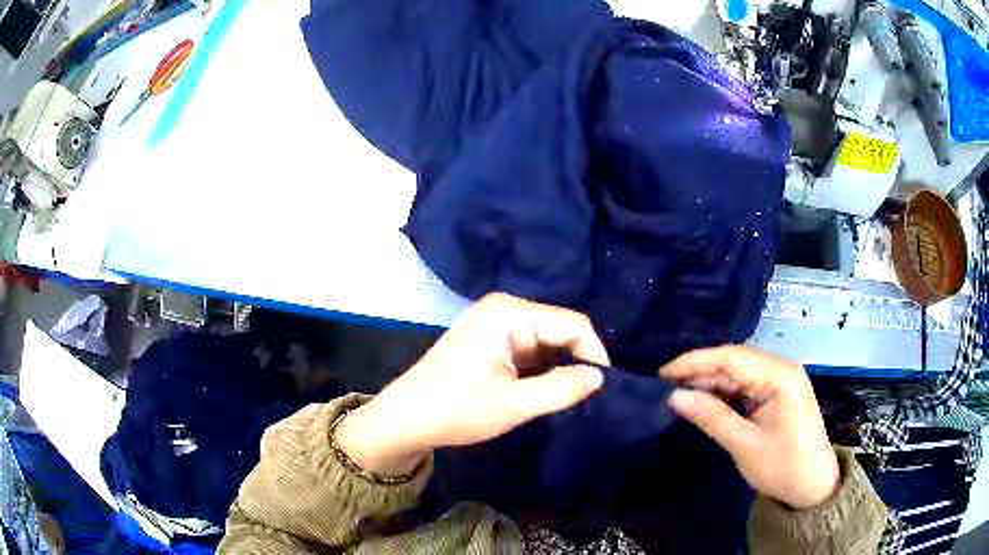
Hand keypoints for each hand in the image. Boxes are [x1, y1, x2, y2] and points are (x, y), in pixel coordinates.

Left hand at [335, 293, 608, 476]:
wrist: (406, 418)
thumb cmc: (456, 410)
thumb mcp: (514, 404)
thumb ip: (561, 388)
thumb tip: (598, 376)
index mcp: (509, 313)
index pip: (572, 323)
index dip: (594, 353)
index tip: (603, 387)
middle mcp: (504, 309)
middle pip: (559, 329)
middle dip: (575, 361)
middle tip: (586, 396)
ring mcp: (495, 323)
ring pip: (545, 341)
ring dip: (557, 368)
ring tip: (565, 397)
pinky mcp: (490, 340)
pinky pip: (529, 349)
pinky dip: (540, 370)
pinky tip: (542, 392)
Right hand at [660, 346, 839, 508]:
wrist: (813, 487)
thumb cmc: (783, 467)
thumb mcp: (745, 445)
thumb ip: (711, 417)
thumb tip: (674, 396)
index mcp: (780, 375)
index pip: (732, 357)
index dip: (695, 362)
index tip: (662, 374)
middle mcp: (782, 369)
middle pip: (735, 361)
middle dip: (701, 371)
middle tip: (665, 385)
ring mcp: (781, 380)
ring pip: (739, 372)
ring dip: (711, 382)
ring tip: (679, 393)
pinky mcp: (778, 394)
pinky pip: (746, 385)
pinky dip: (725, 393)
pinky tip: (706, 401)